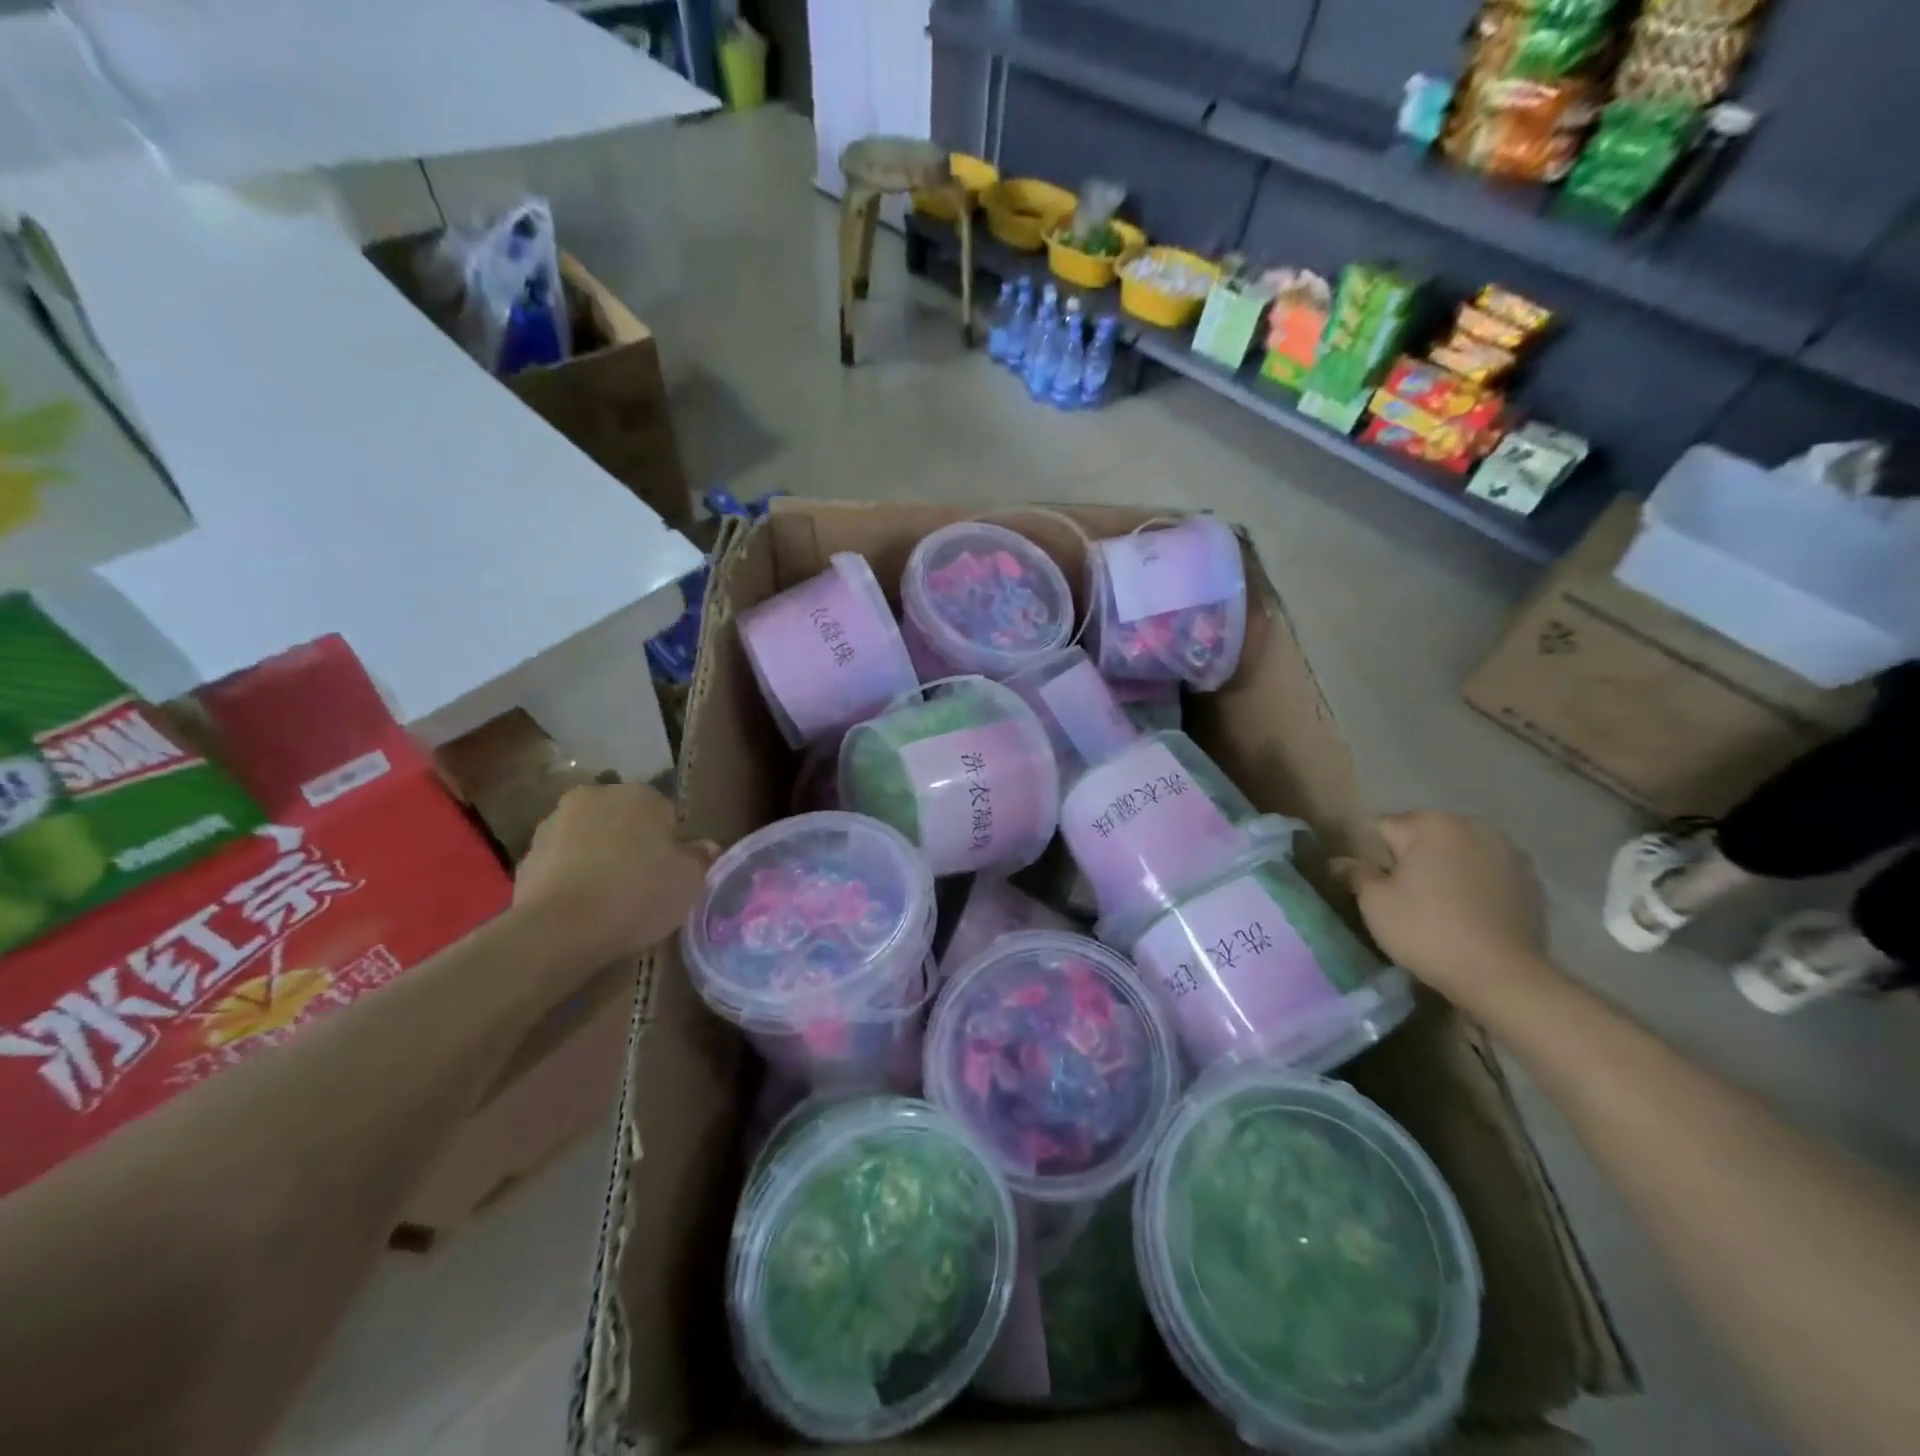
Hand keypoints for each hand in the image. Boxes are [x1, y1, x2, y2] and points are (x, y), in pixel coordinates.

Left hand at [513, 783, 713, 966]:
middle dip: (633, 844)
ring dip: (599, 857)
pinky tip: (581, 907)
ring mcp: (554, 824)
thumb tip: (706, 846)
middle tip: (643, 884)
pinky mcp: (526, 856)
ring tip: (609, 899)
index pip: (666, 814)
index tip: (672, 874)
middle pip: (624, 821)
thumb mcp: (690, 880)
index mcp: (639, 795)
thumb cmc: (637, 895)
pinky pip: (562, 863)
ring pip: (590, 839)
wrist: (559, 930)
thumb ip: (701, 857)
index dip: (672, 845)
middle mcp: (595, 797)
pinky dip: (572, 877)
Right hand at [1332, 812, 1552, 1010]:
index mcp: (1430, 824)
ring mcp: (1507, 851)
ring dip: (1445, 866)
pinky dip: (1474, 882)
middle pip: (1424, 834)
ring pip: (1458, 851)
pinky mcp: (1530, 879)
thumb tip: (1336, 861)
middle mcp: (1471, 826)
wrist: (1503, 976)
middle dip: (1411, 856)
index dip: (1373, 856)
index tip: (1374, 884)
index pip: (1384, 827)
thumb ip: (1355, 874)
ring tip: (1439, 903)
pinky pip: (1486, 871)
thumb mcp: (1375, 903)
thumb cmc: (1427, 931)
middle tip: (1404, 895)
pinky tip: (1469, 911)